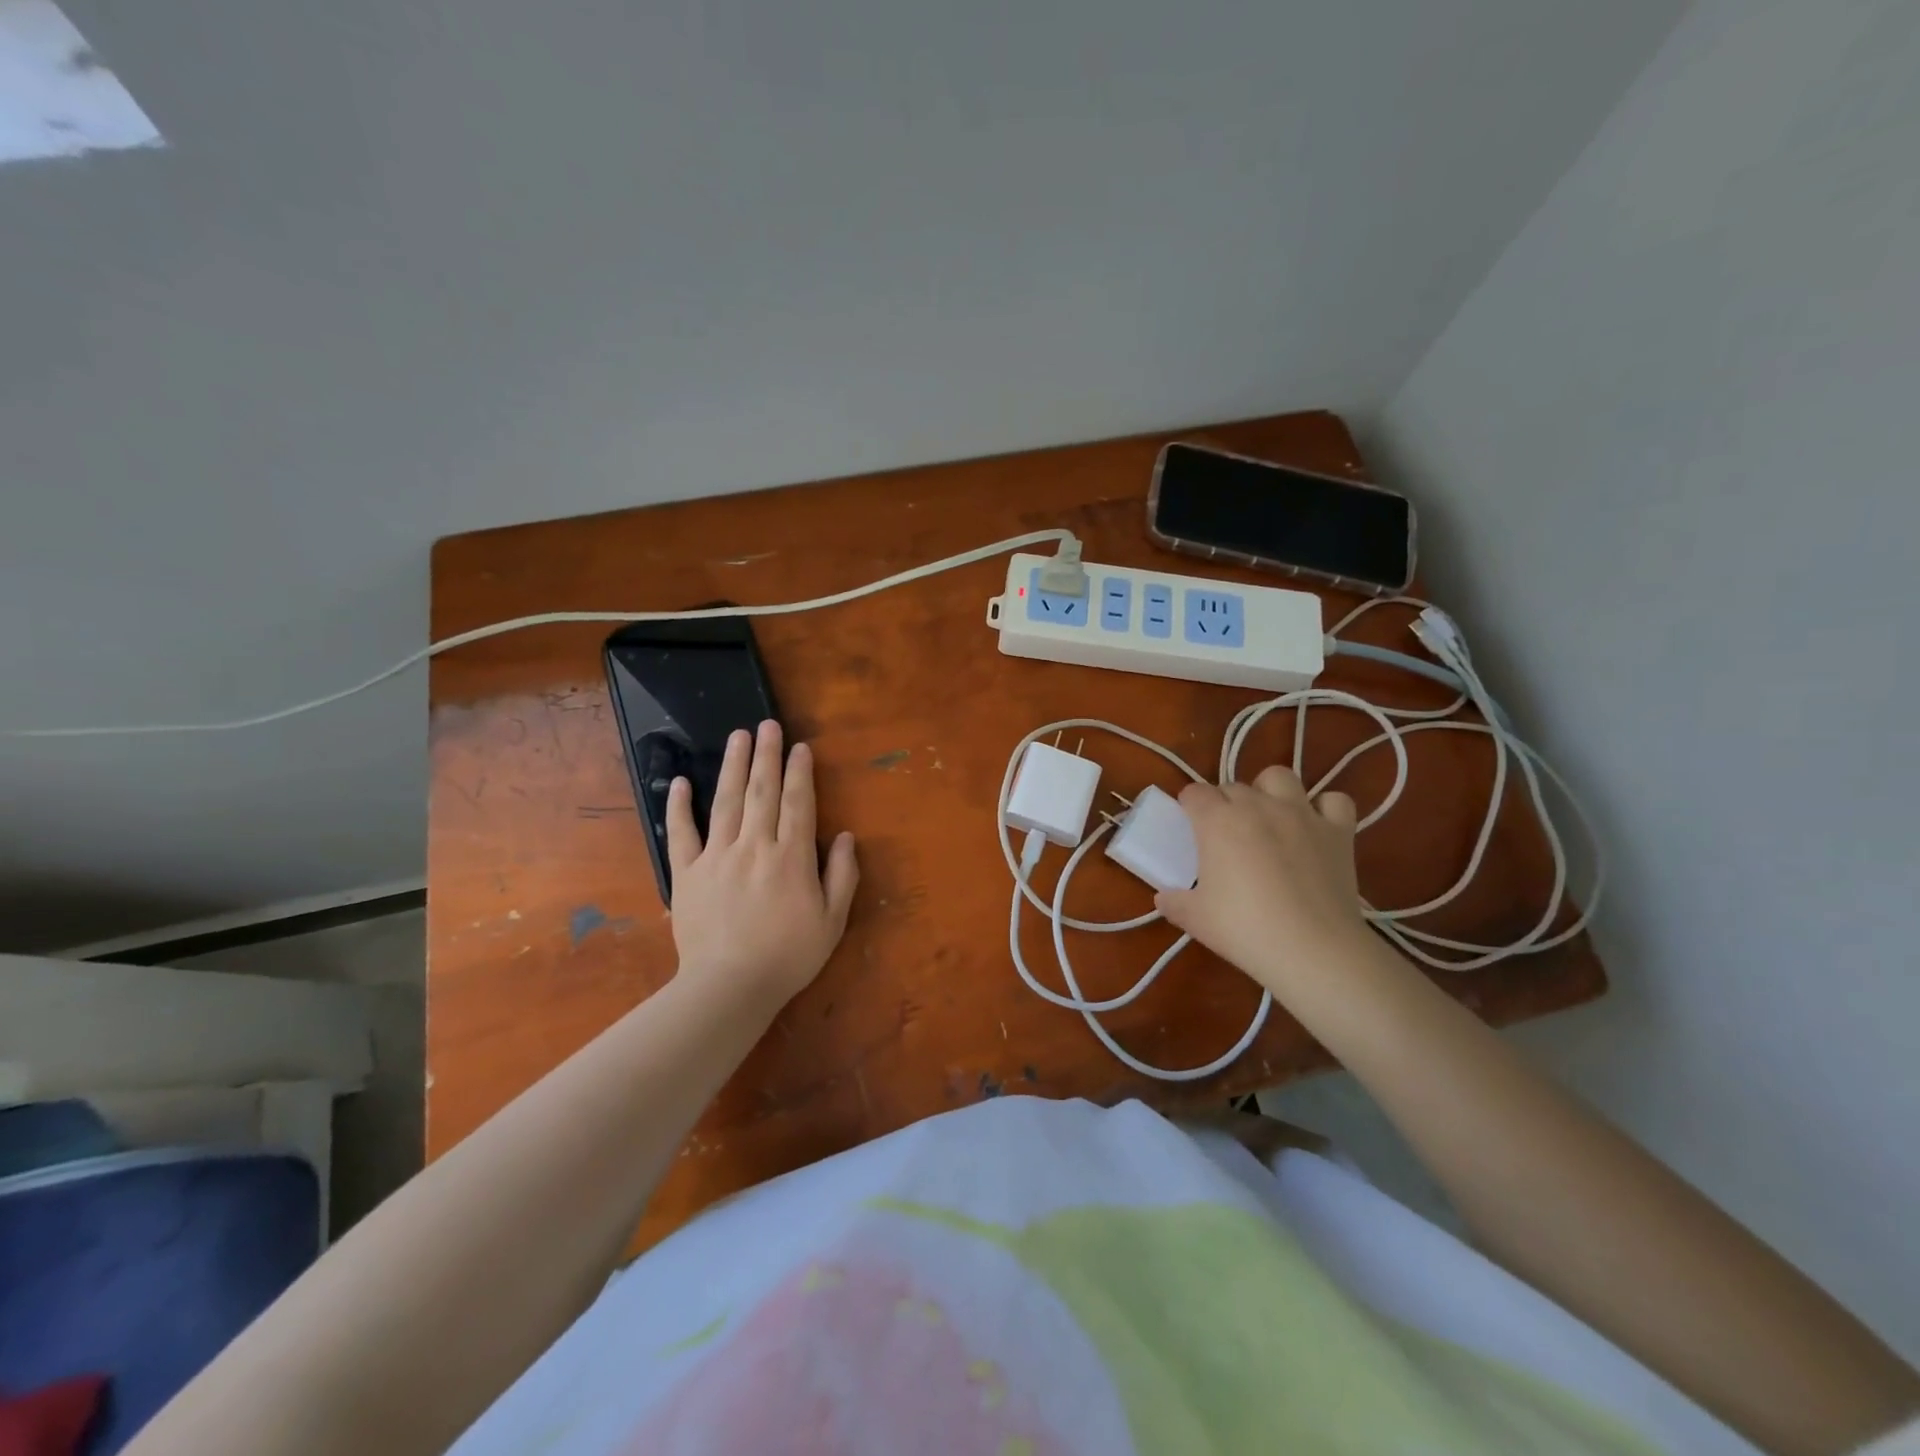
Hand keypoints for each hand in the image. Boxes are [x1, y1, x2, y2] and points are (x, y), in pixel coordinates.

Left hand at [665, 720, 858, 1006]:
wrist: (729, 987)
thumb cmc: (788, 956)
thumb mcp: (832, 921)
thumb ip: (842, 875)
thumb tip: (847, 836)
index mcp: (791, 857)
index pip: (799, 803)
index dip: (800, 772)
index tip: (799, 746)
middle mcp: (755, 846)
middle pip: (762, 791)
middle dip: (766, 755)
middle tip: (767, 724)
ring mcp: (717, 857)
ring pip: (726, 802)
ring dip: (732, 766)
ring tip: (737, 737)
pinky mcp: (688, 874)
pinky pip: (682, 834)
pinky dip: (680, 807)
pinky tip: (682, 782)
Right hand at [1154, 767, 1370, 993]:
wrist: (1312, 949)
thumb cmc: (1244, 929)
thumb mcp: (1195, 919)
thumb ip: (1174, 903)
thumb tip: (1163, 899)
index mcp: (1218, 820)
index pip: (1195, 793)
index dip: (1189, 807)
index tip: (1189, 827)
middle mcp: (1258, 805)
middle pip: (1233, 786)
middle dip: (1225, 803)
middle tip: (1224, 835)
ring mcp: (1301, 814)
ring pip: (1280, 777)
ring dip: (1270, 791)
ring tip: (1268, 817)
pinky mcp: (1338, 831)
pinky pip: (1334, 801)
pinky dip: (1324, 809)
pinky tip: (1316, 828)